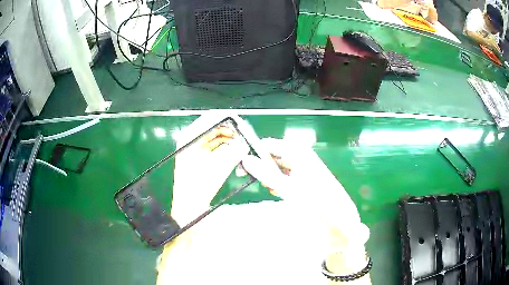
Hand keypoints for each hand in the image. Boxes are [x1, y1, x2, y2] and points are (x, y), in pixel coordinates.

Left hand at [171, 124, 248, 224]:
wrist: (190, 205)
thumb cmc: (198, 186)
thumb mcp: (217, 167)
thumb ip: (233, 152)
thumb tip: (245, 144)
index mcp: (190, 136)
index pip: (211, 117)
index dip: (229, 119)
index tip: (244, 125)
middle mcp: (192, 138)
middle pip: (215, 126)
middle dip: (232, 131)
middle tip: (246, 137)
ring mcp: (196, 147)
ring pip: (217, 136)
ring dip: (230, 140)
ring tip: (242, 146)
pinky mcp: (201, 156)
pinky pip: (216, 146)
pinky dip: (227, 148)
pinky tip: (236, 152)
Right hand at [241, 138, 367, 246]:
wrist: (340, 221)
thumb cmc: (315, 203)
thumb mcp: (288, 188)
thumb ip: (265, 173)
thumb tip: (245, 159)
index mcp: (299, 153)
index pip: (270, 144)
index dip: (254, 153)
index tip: (241, 165)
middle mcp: (301, 157)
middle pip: (274, 155)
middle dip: (261, 165)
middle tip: (246, 177)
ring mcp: (303, 169)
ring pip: (279, 167)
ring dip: (269, 175)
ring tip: (264, 186)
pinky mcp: (305, 181)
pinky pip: (286, 176)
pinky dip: (278, 182)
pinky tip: (274, 191)